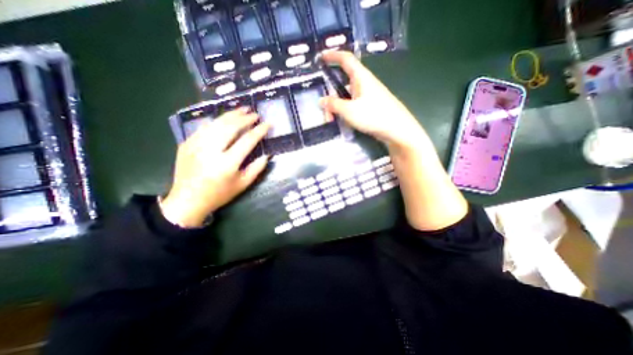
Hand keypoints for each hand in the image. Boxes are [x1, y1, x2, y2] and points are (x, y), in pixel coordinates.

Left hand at [161, 108, 268, 228]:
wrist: (188, 201)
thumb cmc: (220, 194)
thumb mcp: (243, 184)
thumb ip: (257, 168)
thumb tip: (266, 154)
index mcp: (227, 163)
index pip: (247, 140)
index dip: (259, 130)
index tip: (268, 123)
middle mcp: (211, 151)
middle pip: (230, 127)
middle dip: (245, 118)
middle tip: (255, 114)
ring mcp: (196, 145)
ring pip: (216, 123)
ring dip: (231, 115)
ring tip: (242, 110)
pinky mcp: (186, 144)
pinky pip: (204, 127)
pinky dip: (216, 121)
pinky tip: (224, 119)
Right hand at [323, 50, 429, 152]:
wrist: (397, 129)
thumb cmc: (373, 116)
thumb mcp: (349, 110)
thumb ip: (333, 105)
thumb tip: (321, 100)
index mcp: (361, 77)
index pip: (345, 59)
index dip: (333, 55)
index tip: (321, 57)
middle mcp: (364, 84)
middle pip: (343, 83)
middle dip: (331, 96)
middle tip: (325, 112)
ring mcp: (368, 96)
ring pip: (347, 97)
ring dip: (337, 107)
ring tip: (332, 120)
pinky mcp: (370, 107)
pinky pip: (353, 105)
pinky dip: (345, 111)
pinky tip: (343, 122)